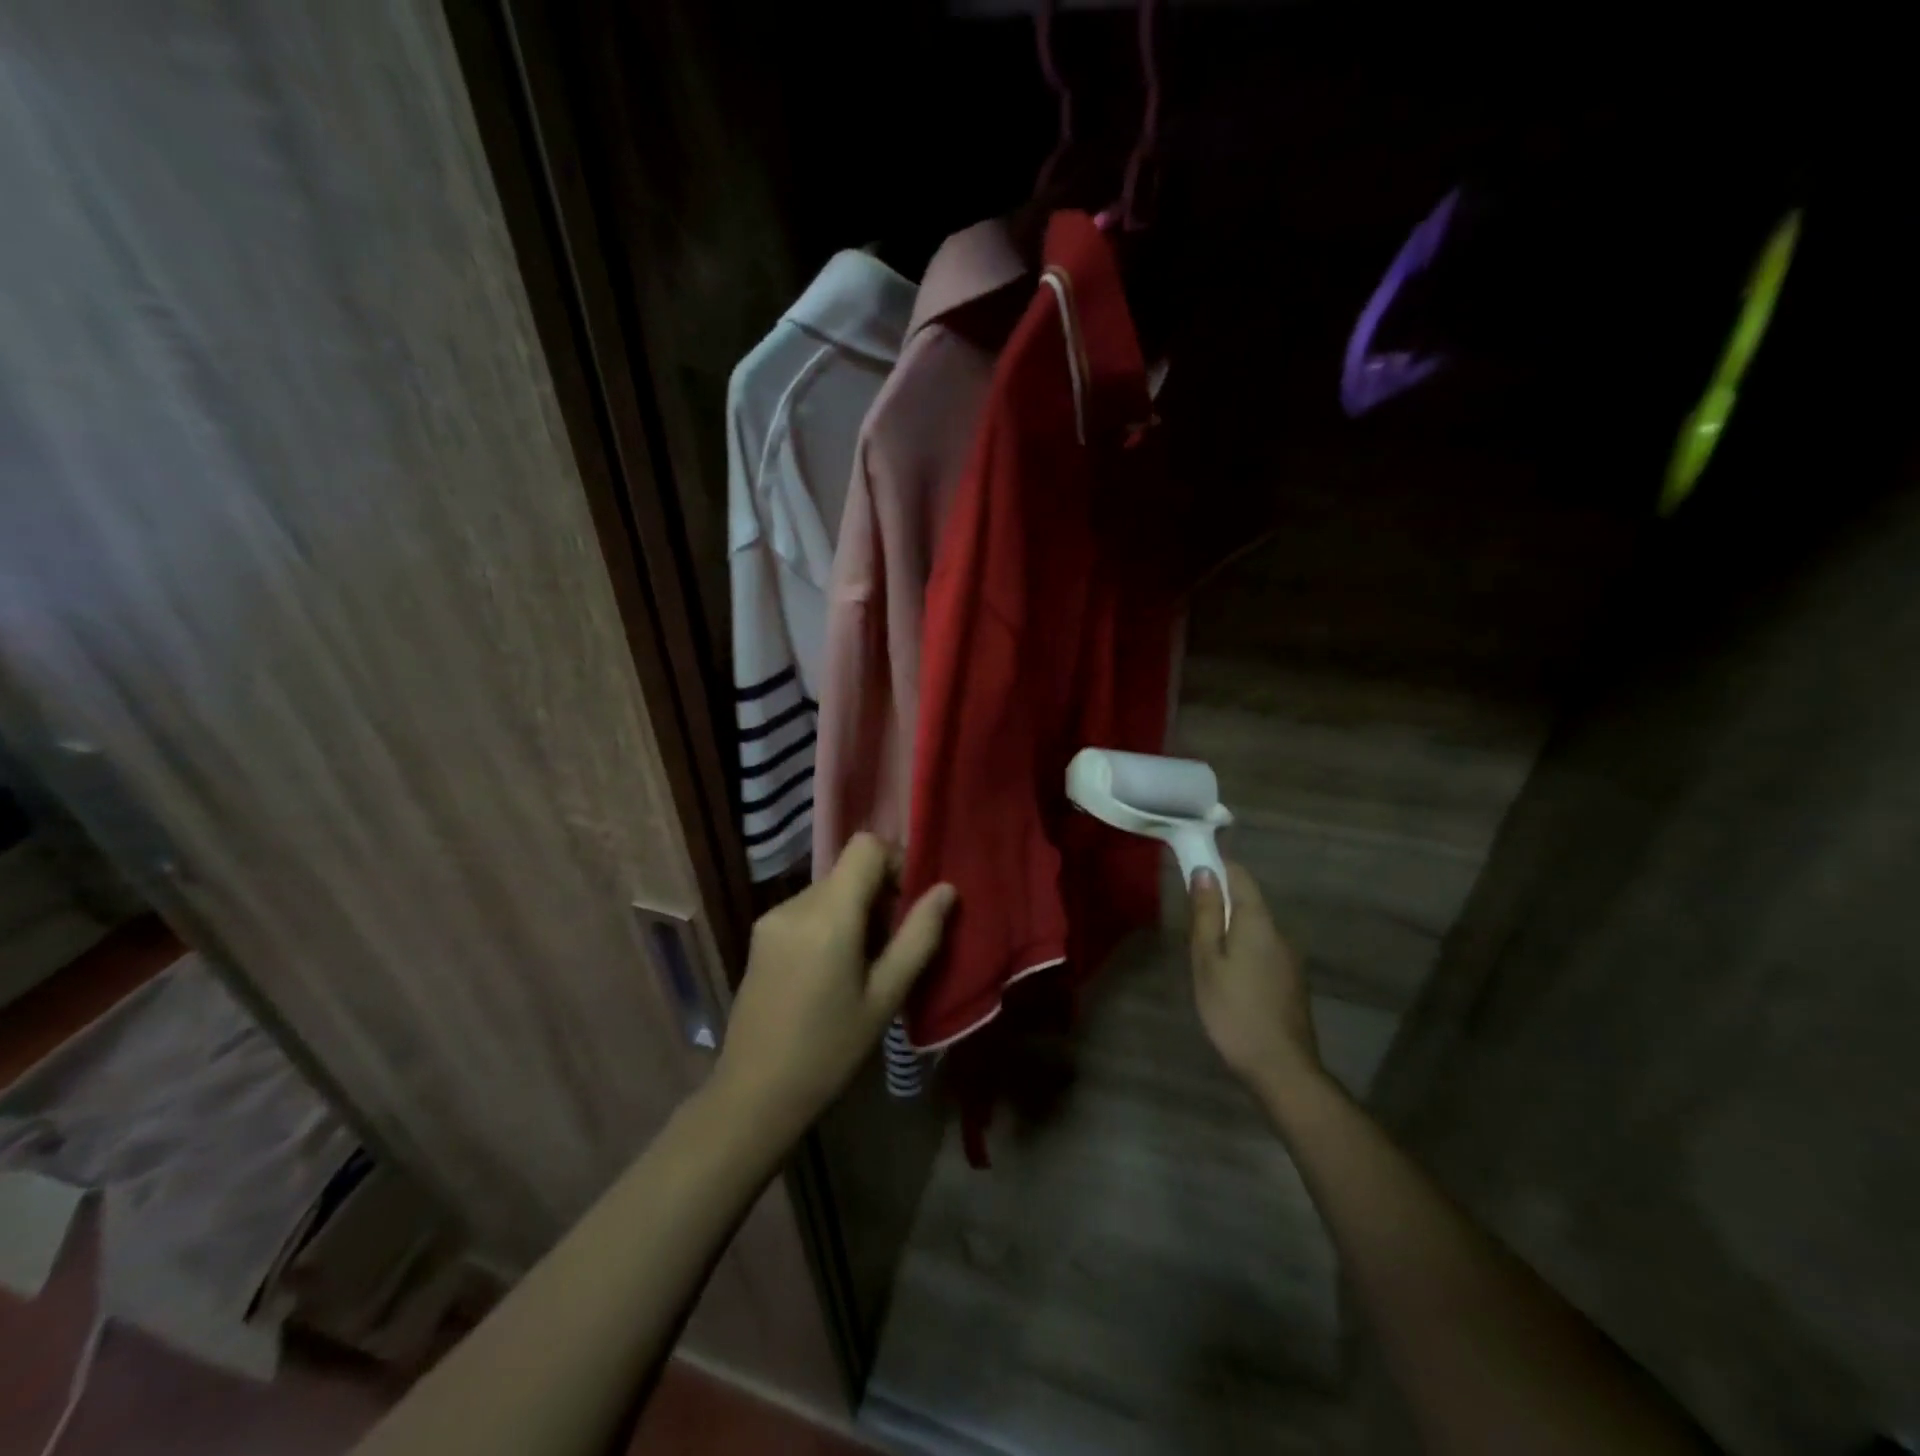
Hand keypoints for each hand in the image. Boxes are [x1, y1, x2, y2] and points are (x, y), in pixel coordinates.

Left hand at [712, 834, 954, 1138]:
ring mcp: (772, 917)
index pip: (866, 846)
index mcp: (829, 915)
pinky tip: (832, 972)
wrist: (753, 1094)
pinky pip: (808, 908)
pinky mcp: (761, 934)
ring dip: (855, 911)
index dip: (896, 863)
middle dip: (880, 896)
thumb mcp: (885, 998)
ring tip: (863, 966)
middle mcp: (796, 904)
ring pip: (830, 890)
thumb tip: (946, 890)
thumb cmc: (829, 1051)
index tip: (909, 906)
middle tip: (892, 948)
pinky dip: (831, 923)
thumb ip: (919, 937)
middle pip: (849, 871)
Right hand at [1189, 863, 1319, 1100]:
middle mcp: (1279, 932)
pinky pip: (1263, 951)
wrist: (1282, 1068)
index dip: (1216, 867)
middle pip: (1248, 902)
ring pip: (1255, 929)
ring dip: (1231, 931)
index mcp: (1257, 922)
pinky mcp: (1291, 981)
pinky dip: (1243, 951)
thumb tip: (1205, 871)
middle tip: (1190, 927)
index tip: (1190, 872)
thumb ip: (1206, 915)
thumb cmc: (1234, 1010)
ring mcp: (1289, 958)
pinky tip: (1228, 980)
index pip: (1240, 875)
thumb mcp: (1207, 960)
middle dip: (1220, 903)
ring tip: (1205, 959)